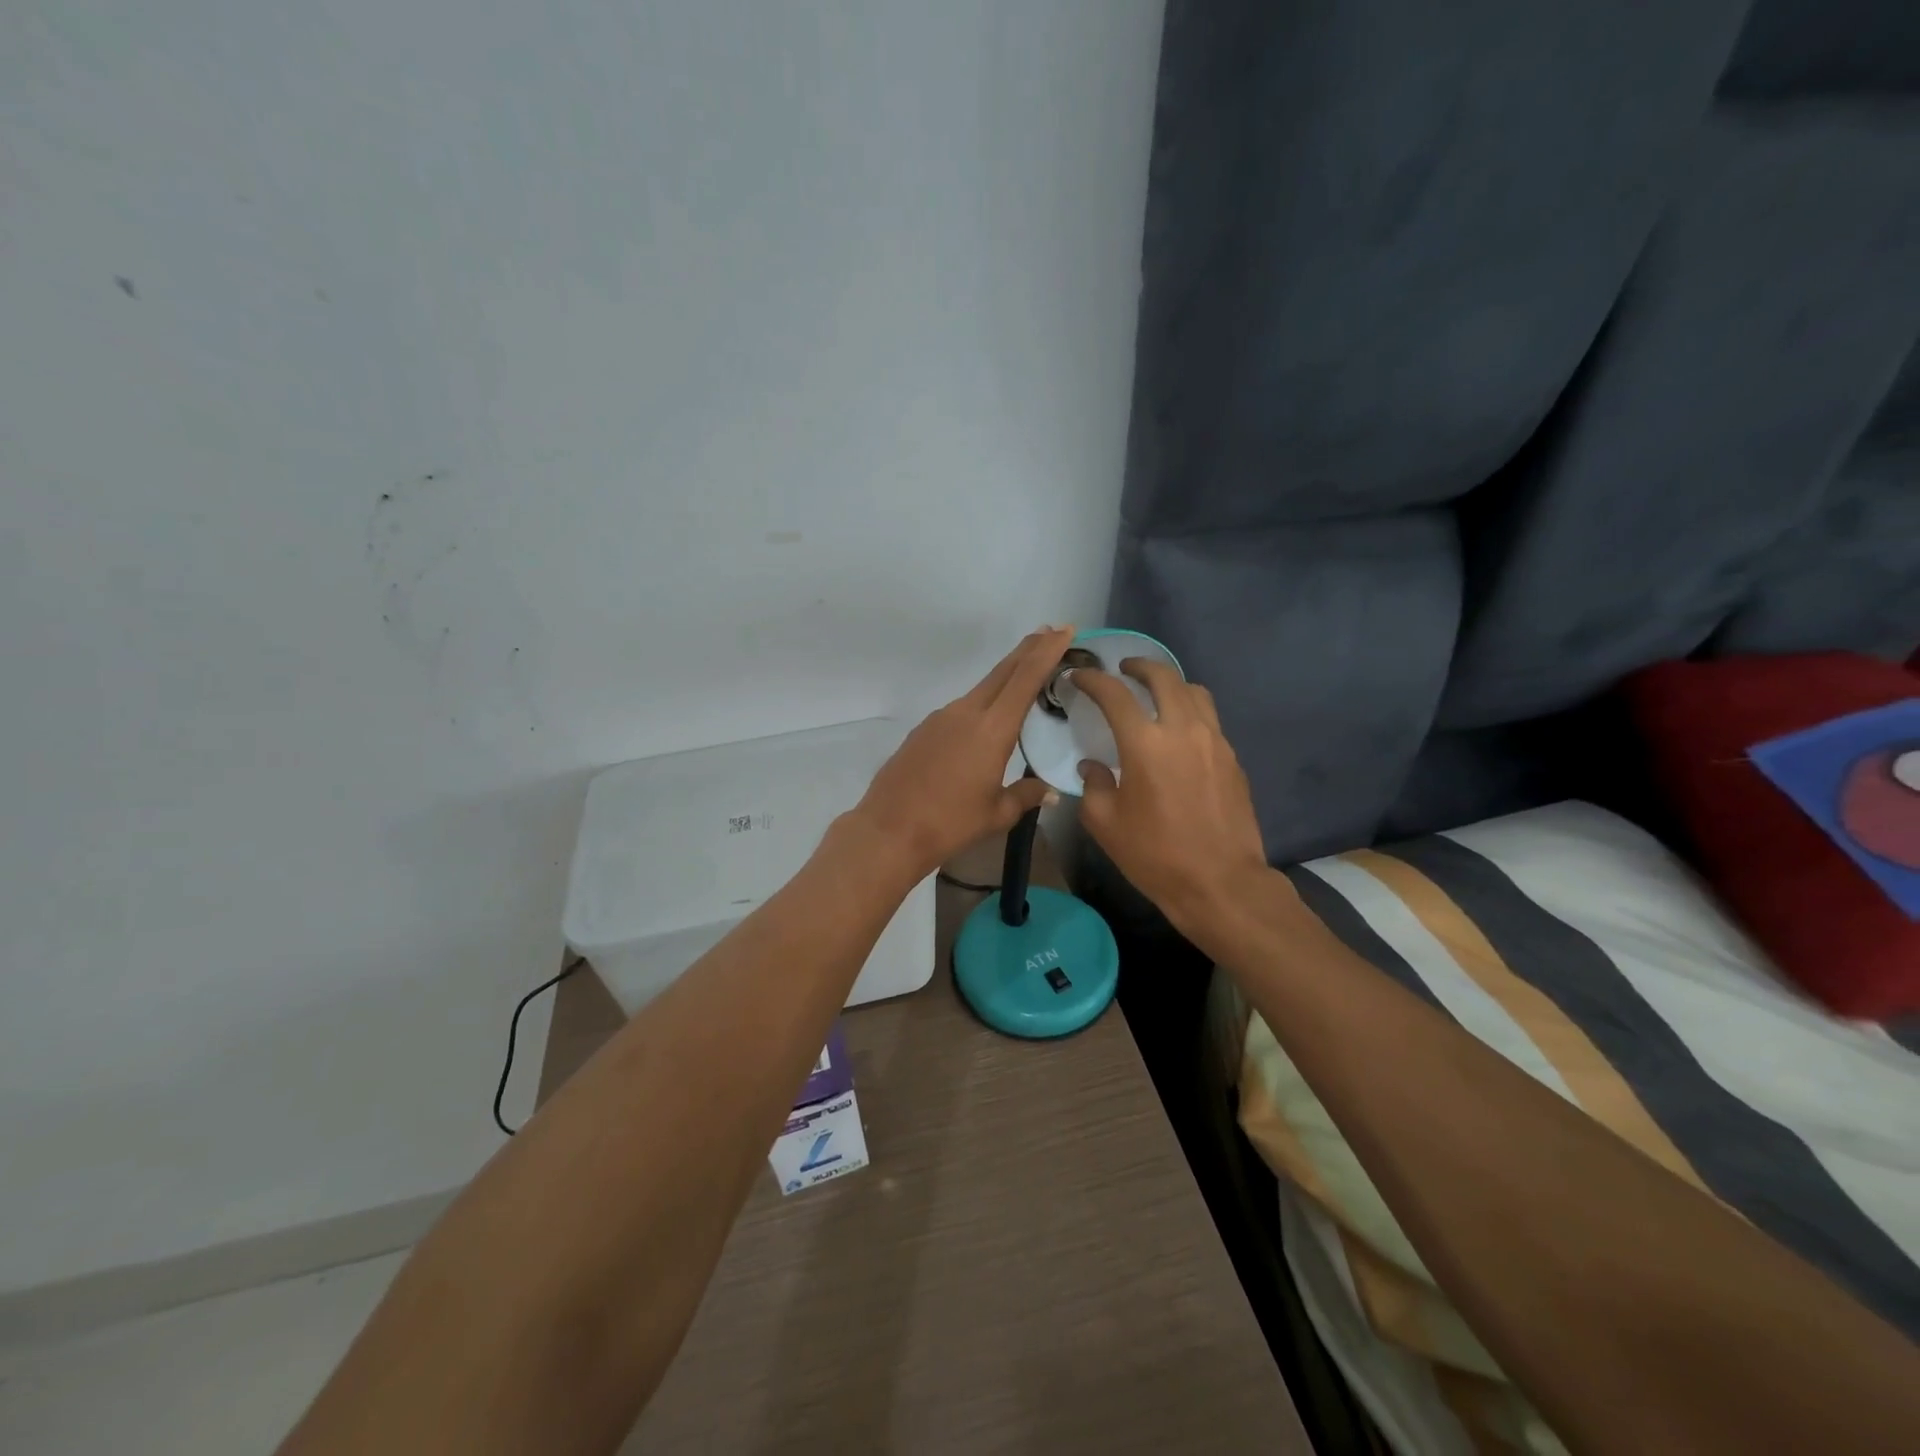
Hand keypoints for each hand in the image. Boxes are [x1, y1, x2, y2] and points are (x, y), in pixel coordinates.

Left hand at [851, 627, 1072, 880]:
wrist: (889, 829)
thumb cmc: (950, 823)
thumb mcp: (997, 813)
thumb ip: (1026, 795)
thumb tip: (1050, 791)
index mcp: (992, 729)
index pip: (1025, 679)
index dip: (1046, 652)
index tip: (1064, 630)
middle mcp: (966, 713)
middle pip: (1003, 672)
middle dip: (1028, 650)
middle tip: (1050, 631)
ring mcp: (941, 718)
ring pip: (981, 688)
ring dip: (1005, 676)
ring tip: (1024, 674)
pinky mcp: (924, 730)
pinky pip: (961, 708)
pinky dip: (982, 703)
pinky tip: (985, 720)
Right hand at [1073, 660, 1273, 939]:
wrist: (1220, 883)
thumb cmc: (1155, 855)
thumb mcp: (1106, 824)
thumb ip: (1094, 786)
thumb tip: (1093, 767)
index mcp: (1145, 743)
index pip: (1115, 694)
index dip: (1093, 680)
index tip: (1079, 676)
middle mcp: (1183, 730)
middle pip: (1164, 677)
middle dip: (1140, 666)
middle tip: (1123, 671)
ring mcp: (1215, 741)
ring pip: (1194, 692)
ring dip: (1170, 684)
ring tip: (1155, 695)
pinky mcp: (1233, 759)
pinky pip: (1210, 719)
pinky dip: (1190, 711)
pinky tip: (1178, 733)